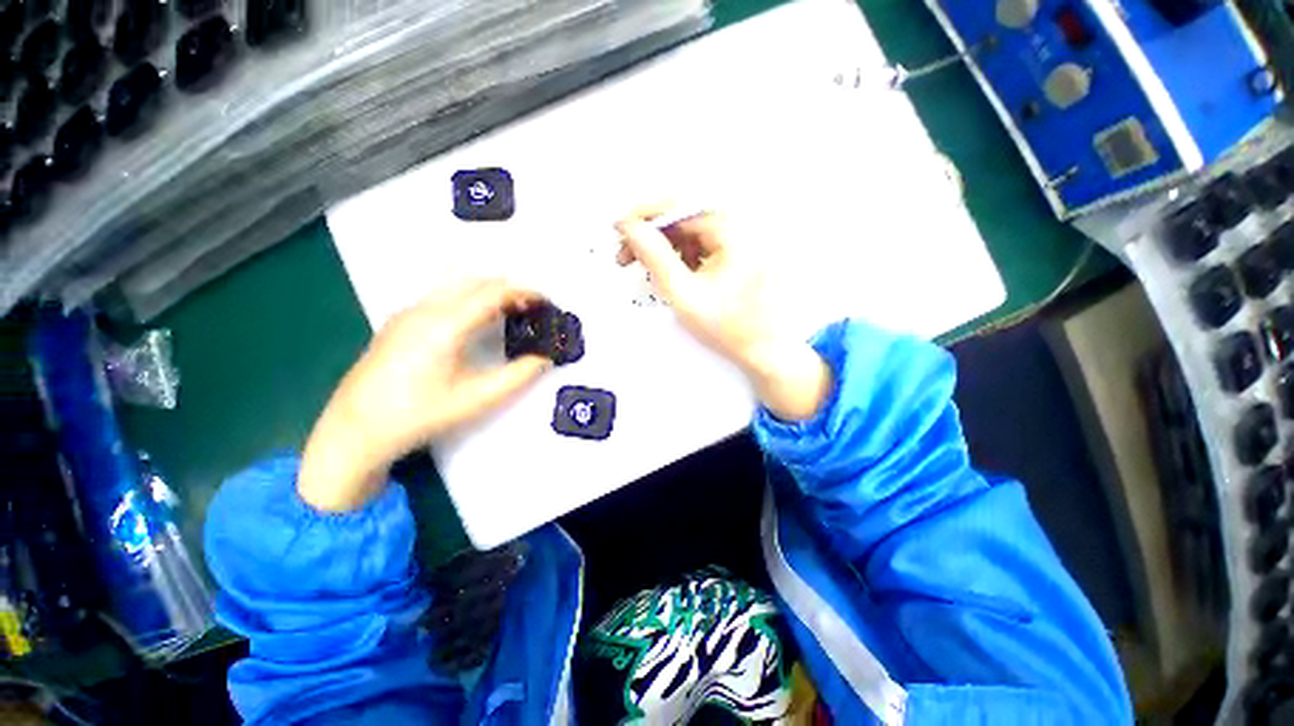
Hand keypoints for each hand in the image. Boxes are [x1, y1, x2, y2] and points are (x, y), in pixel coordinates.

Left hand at [299, 281, 550, 510]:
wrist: (355, 430)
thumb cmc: (420, 415)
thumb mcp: (477, 399)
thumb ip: (518, 375)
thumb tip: (546, 357)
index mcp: (445, 324)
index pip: (494, 293)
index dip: (525, 292)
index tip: (548, 303)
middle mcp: (425, 309)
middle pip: (477, 283)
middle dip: (510, 290)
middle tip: (535, 310)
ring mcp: (408, 313)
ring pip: (458, 288)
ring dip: (490, 294)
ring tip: (512, 314)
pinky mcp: (399, 322)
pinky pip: (444, 298)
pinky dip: (470, 300)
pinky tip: (477, 322)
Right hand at [615, 205, 830, 421]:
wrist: (765, 349)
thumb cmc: (729, 327)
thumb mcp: (684, 293)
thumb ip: (655, 258)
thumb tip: (631, 228)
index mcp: (731, 230)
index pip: (677, 208)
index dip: (643, 217)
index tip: (618, 229)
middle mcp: (738, 227)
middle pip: (682, 219)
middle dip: (651, 236)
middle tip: (625, 256)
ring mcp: (738, 240)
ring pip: (689, 233)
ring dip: (664, 248)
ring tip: (647, 272)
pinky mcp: (736, 253)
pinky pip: (700, 246)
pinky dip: (680, 257)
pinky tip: (672, 275)